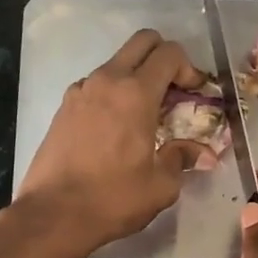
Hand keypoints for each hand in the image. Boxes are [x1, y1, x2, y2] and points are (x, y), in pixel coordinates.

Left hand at [14, 29, 211, 257]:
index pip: (169, 54)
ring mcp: (80, 91)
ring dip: (136, 77)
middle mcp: (107, 81)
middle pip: (142, 43)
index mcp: (136, 93)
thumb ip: (182, 159)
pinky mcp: (63, 108)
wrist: (53, 214)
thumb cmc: (113, 199)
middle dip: (164, 58)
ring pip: (116, 64)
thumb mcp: (161, 186)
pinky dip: (112, 95)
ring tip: (145, 115)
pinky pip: (95, 86)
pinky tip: (115, 129)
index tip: (194, 94)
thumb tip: (203, 153)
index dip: (189, 68)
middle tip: (173, 92)